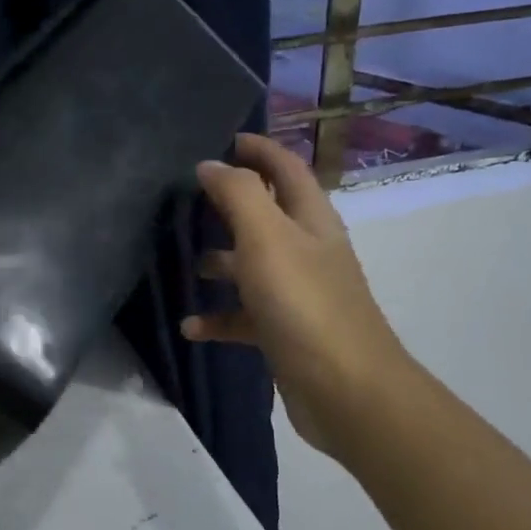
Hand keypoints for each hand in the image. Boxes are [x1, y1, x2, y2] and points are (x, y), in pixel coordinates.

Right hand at [181, 133, 407, 459]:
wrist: (345, 390)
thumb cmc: (304, 304)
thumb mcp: (266, 238)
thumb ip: (237, 195)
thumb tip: (211, 164)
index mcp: (311, 220)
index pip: (286, 168)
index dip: (258, 149)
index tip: (222, 139)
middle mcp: (308, 250)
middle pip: (267, 214)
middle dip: (230, 204)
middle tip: (187, 199)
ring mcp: (298, 293)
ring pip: (252, 266)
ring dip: (220, 262)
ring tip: (185, 264)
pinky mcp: (285, 331)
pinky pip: (244, 316)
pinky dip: (218, 318)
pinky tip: (191, 327)